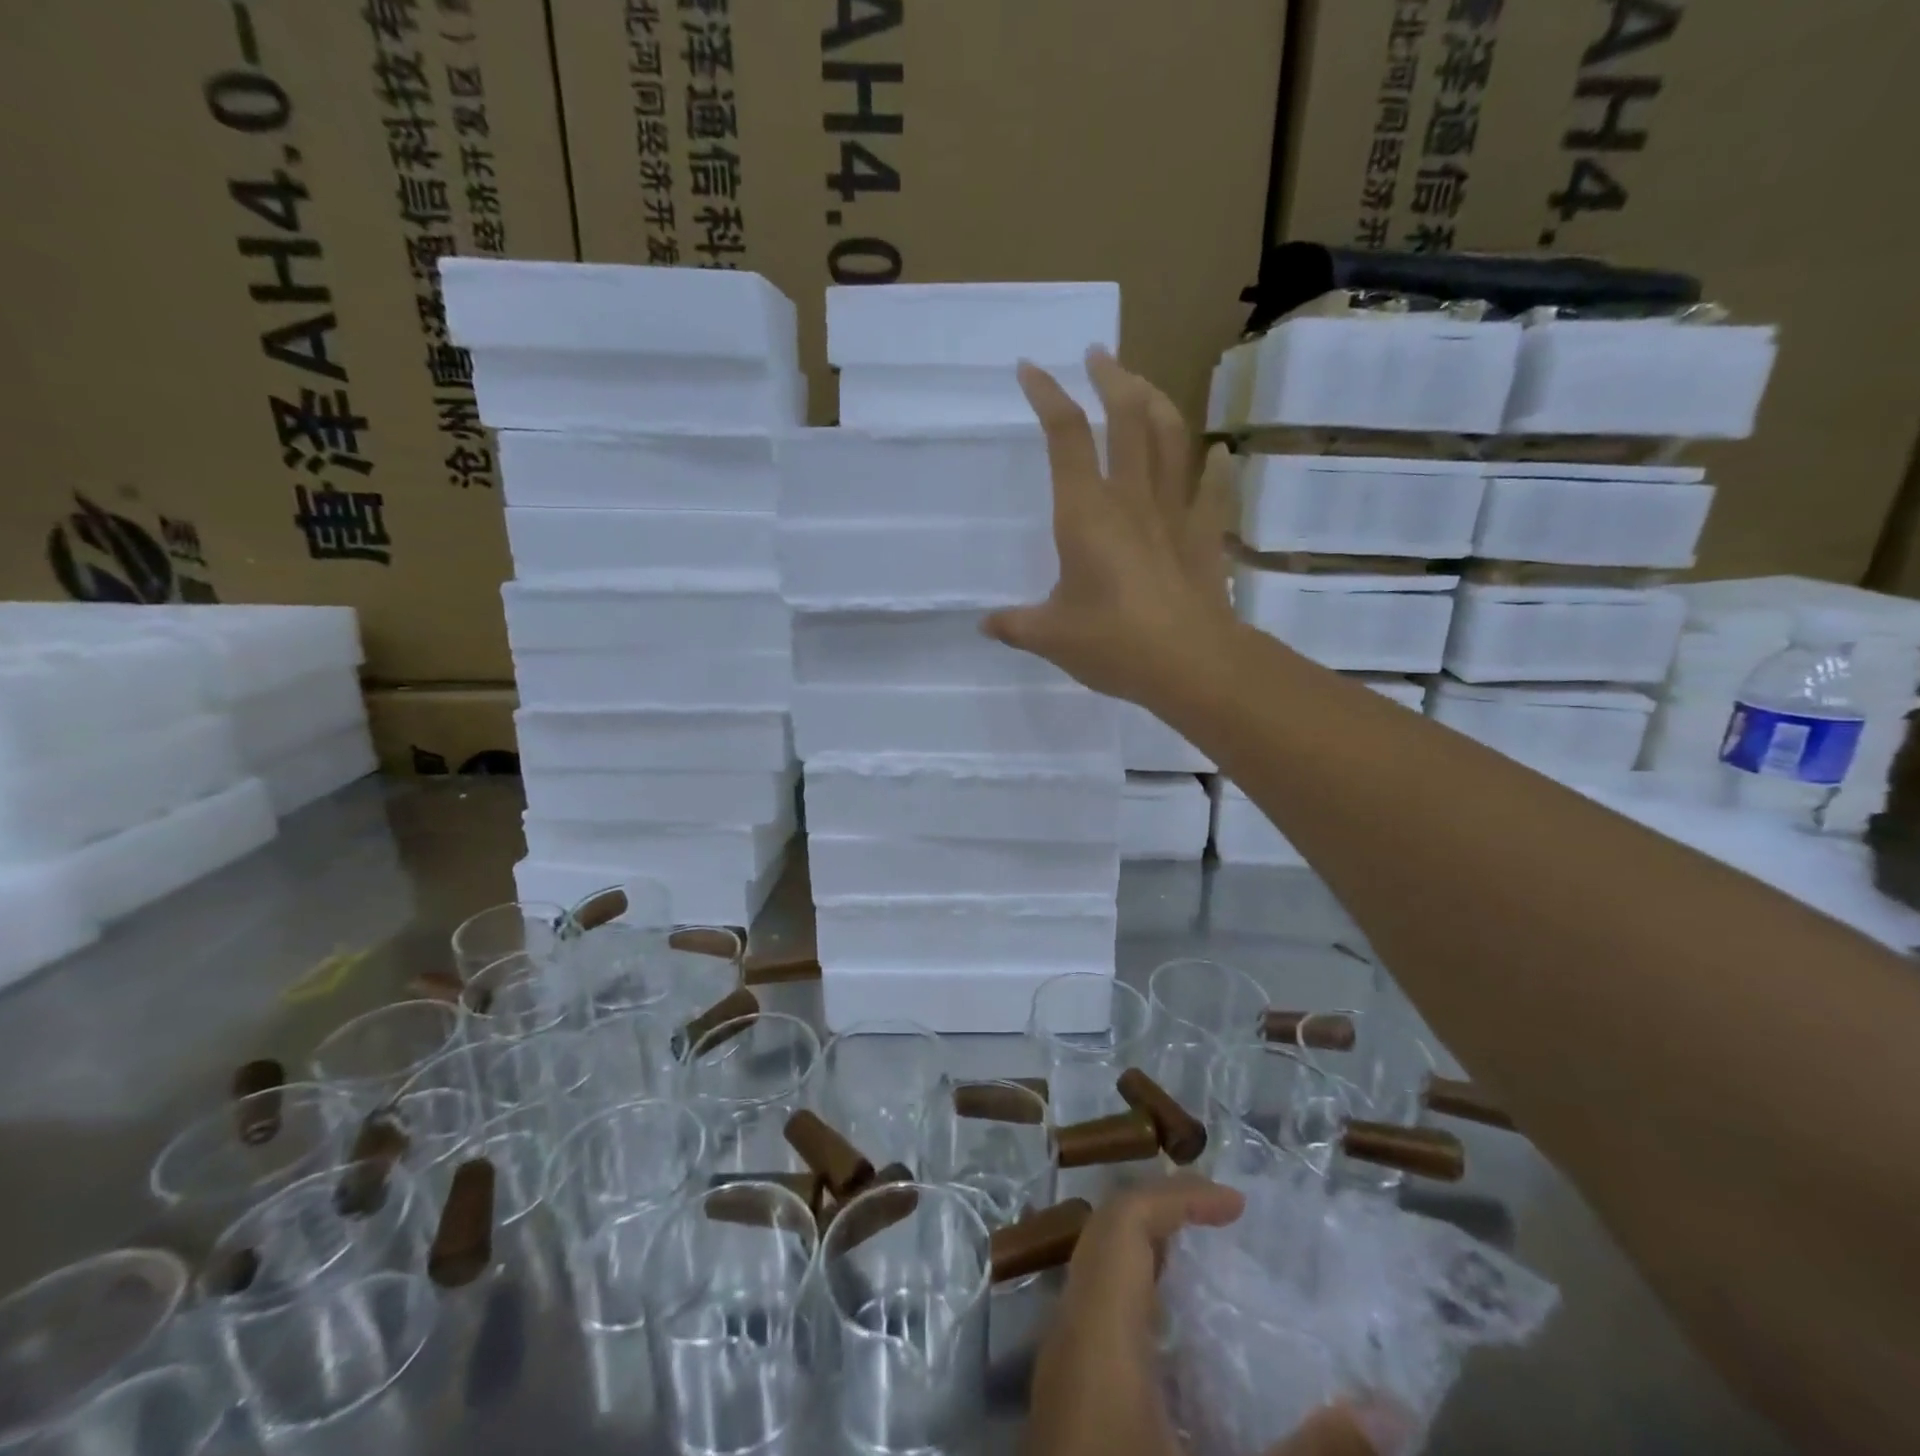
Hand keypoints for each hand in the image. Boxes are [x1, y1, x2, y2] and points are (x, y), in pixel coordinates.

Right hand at [983, 348, 1237, 707]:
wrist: (1191, 664)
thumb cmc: (1113, 643)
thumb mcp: (1050, 638)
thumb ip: (1015, 625)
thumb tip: (985, 624)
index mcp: (1086, 512)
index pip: (1065, 435)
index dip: (1047, 394)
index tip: (1030, 369)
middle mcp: (1131, 497)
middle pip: (1126, 416)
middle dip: (1110, 377)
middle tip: (1098, 355)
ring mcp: (1174, 511)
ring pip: (1170, 436)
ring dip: (1156, 400)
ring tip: (1142, 384)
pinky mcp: (1204, 533)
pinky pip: (1211, 487)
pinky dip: (1213, 465)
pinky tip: (1217, 451)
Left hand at [1026, 1177, 1383, 1455]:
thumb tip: (1392, 1412)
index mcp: (1097, 1339)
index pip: (1124, 1223)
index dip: (1177, 1198)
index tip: (1237, 1205)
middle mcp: (1067, 1338)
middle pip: (1105, 1237)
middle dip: (1163, 1214)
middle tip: (1225, 1221)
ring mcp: (1058, 1373)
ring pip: (1095, 1273)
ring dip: (1146, 1253)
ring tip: (1207, 1262)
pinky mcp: (1062, 1407)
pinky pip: (1095, 1315)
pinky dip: (1136, 1297)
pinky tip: (1178, 1342)